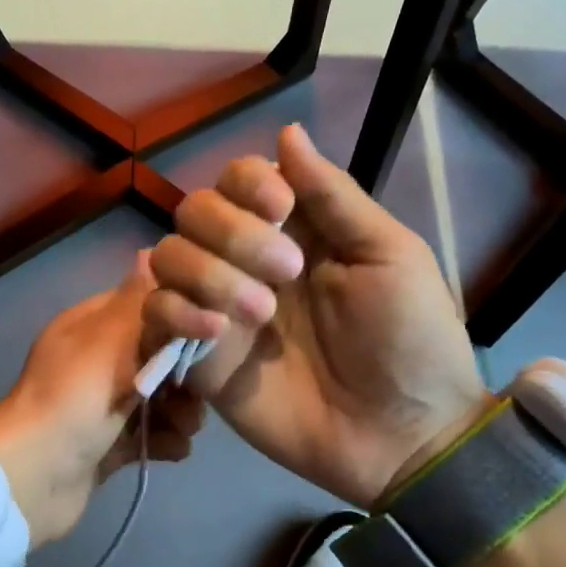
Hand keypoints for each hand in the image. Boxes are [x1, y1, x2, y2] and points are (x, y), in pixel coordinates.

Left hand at [0, 254, 204, 544]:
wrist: (34, 479)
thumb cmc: (74, 400)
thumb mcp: (109, 341)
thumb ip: (140, 302)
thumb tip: (151, 251)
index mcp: (90, 327)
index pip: (145, 306)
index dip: (181, 317)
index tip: (213, 334)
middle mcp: (95, 361)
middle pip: (159, 356)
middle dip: (185, 375)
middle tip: (198, 393)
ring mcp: (100, 405)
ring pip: (158, 398)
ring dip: (180, 413)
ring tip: (185, 427)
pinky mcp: (107, 445)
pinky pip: (148, 435)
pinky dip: (163, 441)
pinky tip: (171, 449)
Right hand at [144, 123, 486, 507]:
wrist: (400, 434)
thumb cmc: (410, 340)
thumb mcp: (389, 256)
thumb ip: (334, 197)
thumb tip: (288, 132)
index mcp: (294, 231)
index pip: (238, 180)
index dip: (246, 183)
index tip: (280, 207)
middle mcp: (245, 262)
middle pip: (194, 212)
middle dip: (232, 233)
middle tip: (287, 274)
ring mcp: (218, 308)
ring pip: (167, 258)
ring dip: (207, 273)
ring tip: (260, 315)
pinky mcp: (198, 357)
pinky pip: (155, 316)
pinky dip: (175, 312)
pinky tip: (217, 332)